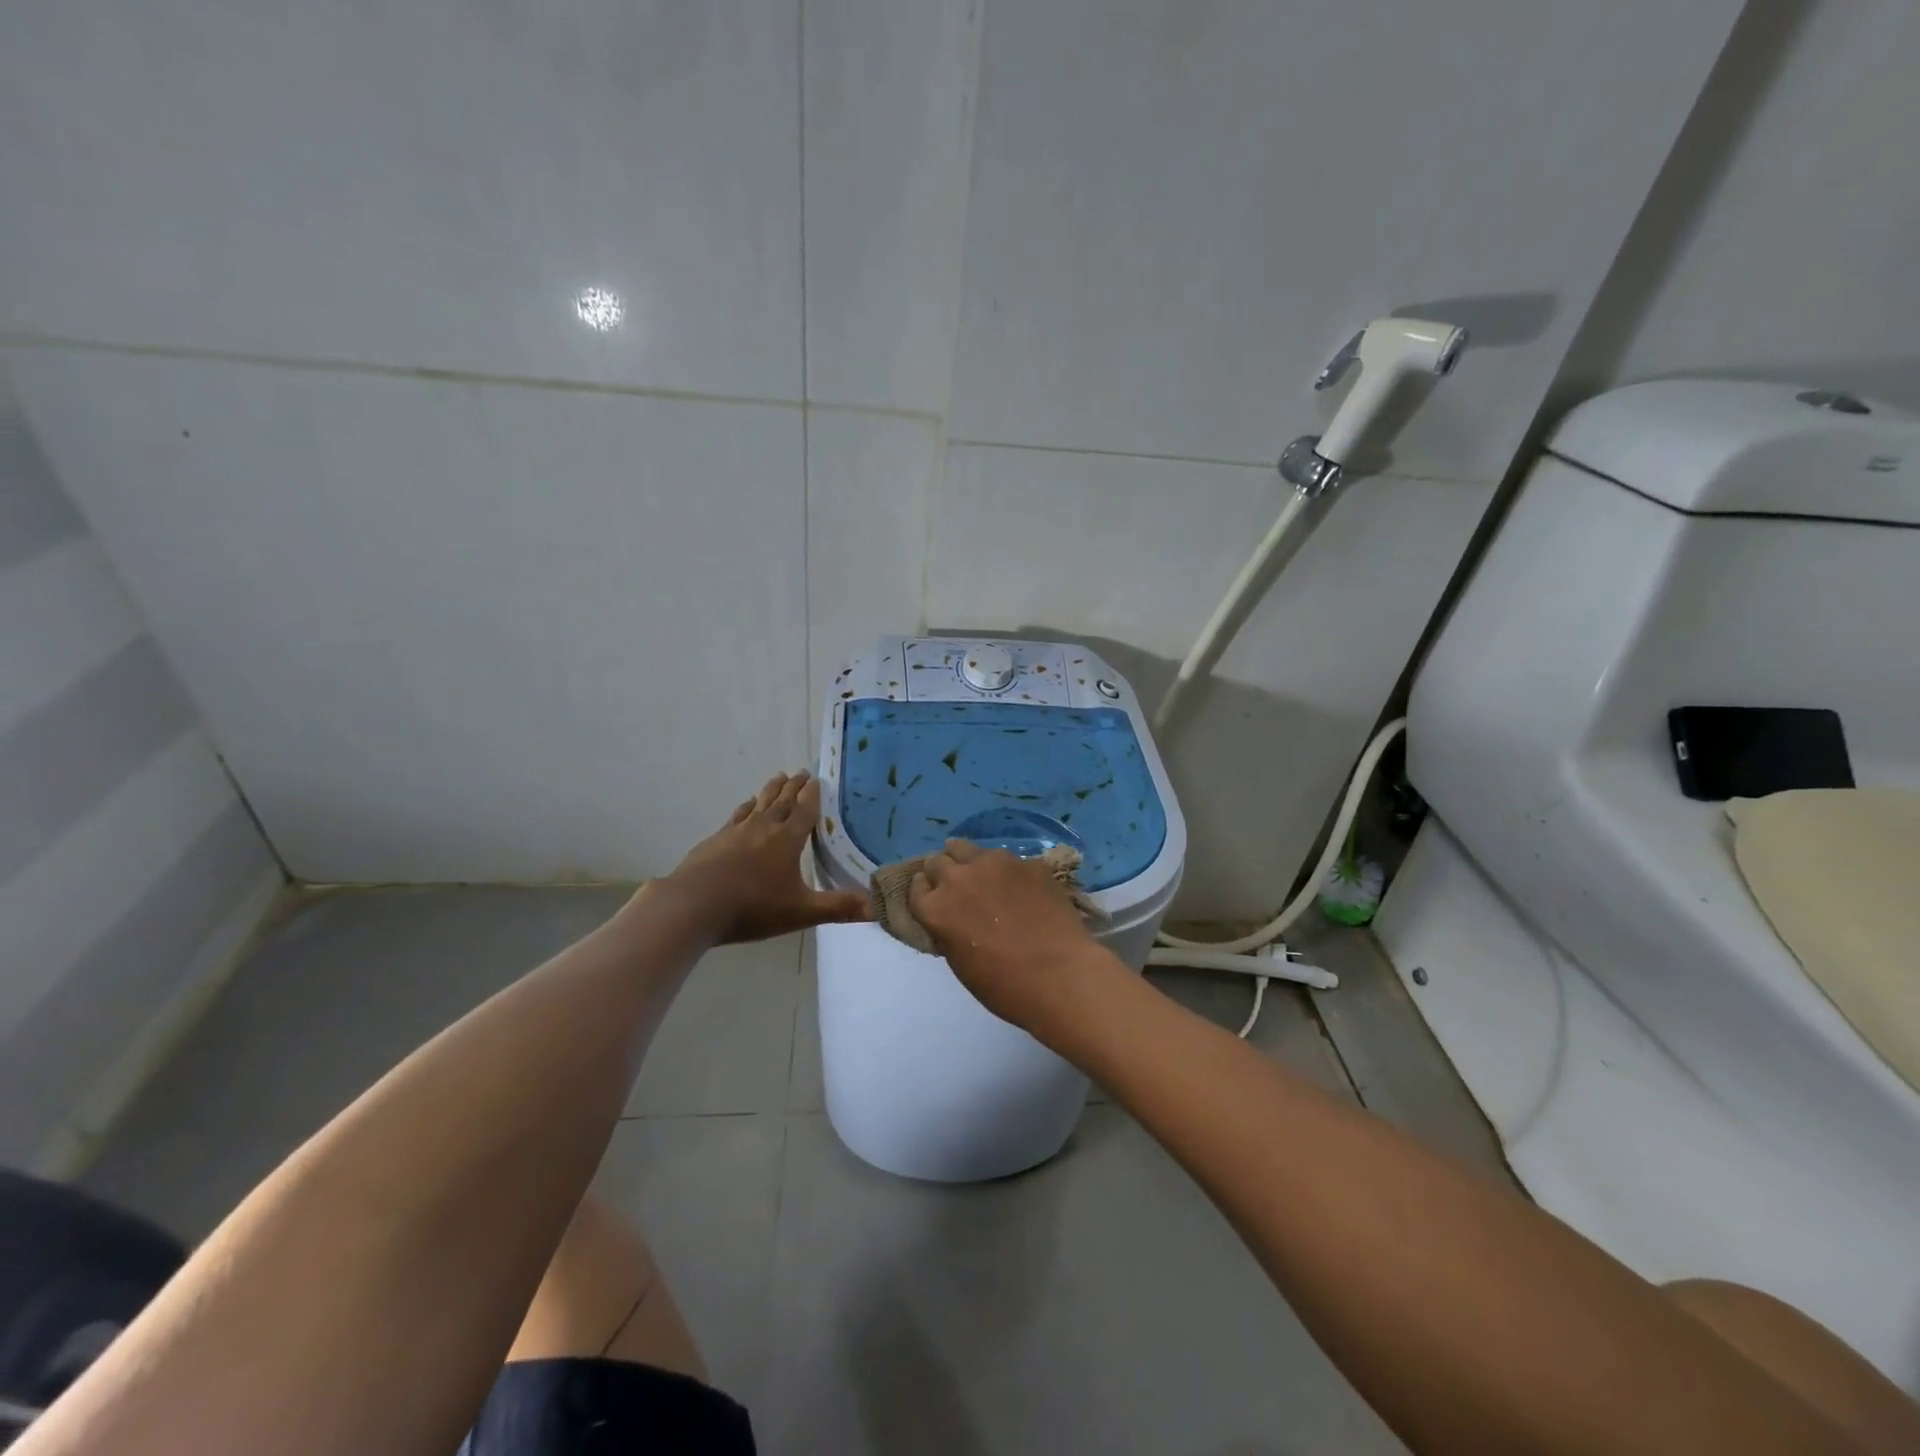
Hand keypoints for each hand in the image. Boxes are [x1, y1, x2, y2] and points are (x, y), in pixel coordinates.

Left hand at [655, 772, 868, 943]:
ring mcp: (736, 831)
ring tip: (778, 778)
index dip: (813, 795)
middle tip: (801, 772)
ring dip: (771, 790)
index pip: (805, 810)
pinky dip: (746, 807)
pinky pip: (737, 816)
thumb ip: (839, 907)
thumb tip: (878, 907)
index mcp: (787, 839)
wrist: (693, 905)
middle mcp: (764, 827)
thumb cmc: (753, 907)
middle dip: (794, 786)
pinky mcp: (715, 840)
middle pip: (782, 800)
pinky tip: (745, 808)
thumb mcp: (801, 911)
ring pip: (759, 803)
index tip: (818, 778)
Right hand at [908, 839, 1112, 1034]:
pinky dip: (1007, 871)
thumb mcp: (960, 964)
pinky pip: (1007, 860)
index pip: (915, 887)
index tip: (934, 898)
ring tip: (984, 877)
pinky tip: (1022, 888)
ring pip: (968, 849)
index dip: (925, 892)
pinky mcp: (1026, 862)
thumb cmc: (1005, 986)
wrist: (1061, 976)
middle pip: (937, 861)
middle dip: (942, 872)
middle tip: (958, 889)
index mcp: (936, 908)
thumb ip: (948, 931)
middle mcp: (958, 878)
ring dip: (970, 862)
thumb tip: (953, 919)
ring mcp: (994, 864)